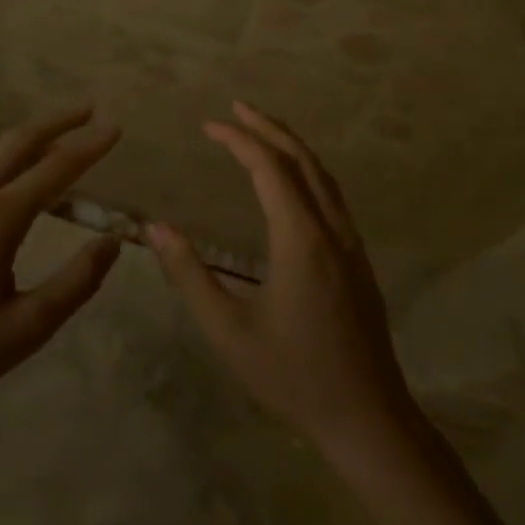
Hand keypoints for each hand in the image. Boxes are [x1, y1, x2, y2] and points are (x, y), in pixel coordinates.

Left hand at [0, 107, 122, 422]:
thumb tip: (112, 241)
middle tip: (90, 110)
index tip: (116, 126)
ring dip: (30, 140)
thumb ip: (75, 282)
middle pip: (17, 143)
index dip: (88, 146)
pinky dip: (6, 164)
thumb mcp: (25, 329)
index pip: (53, 169)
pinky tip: (14, 183)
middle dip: (57, 122)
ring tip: (60, 140)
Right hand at [146, 102, 420, 463]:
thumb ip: (190, 276)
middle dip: (268, 127)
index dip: (237, 140)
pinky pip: (332, 195)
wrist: (368, 418)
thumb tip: (157, 227)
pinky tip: (294, 181)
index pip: (268, 167)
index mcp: (300, 238)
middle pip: (301, 159)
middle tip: (236, 107)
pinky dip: (308, 170)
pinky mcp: (358, 259)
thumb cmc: (293, 376)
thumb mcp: (229, 331)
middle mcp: (330, 228)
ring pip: (323, 175)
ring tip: (262, 131)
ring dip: (292, 145)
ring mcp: (351, 242)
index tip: (208, 125)